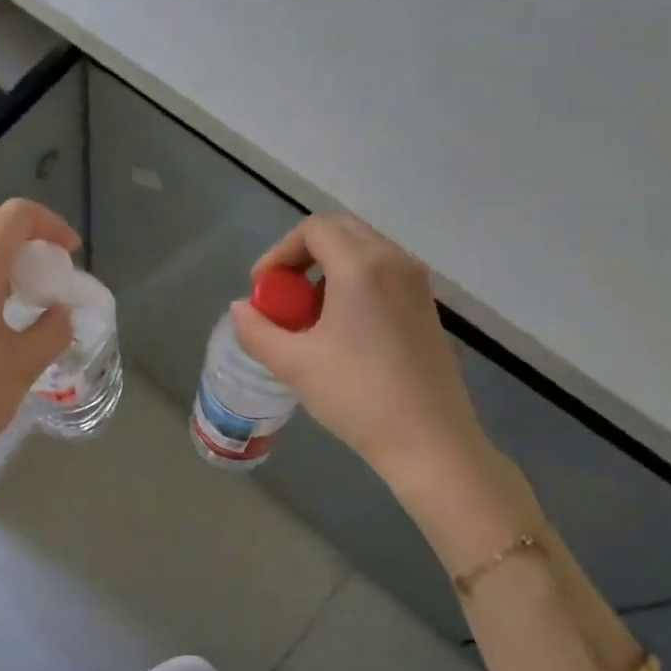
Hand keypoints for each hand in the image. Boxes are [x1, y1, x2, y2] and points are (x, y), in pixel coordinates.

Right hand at [231, 214, 512, 527]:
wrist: (430, 442)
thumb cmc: (357, 395)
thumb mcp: (293, 363)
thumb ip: (257, 330)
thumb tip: (241, 309)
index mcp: (361, 265)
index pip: (313, 229)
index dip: (279, 252)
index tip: (264, 289)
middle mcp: (394, 261)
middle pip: (340, 231)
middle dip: (303, 255)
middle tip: (283, 293)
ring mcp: (416, 283)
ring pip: (363, 251)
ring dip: (328, 268)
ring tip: (309, 314)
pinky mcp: (427, 307)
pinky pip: (383, 273)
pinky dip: (354, 283)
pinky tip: (341, 329)